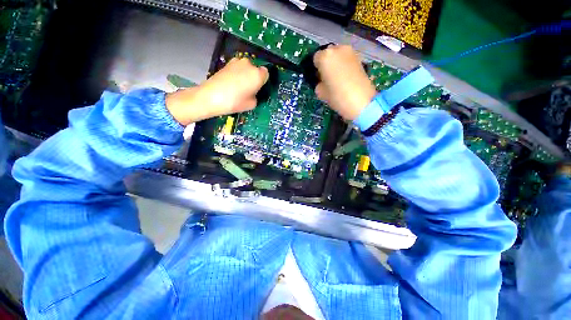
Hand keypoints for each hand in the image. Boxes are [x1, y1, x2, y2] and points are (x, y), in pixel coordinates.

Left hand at [166, 58, 268, 125]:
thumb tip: (253, 92)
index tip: (258, 89)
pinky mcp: (227, 63)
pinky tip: (231, 84)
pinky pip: (237, 68)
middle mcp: (249, 64)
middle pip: (255, 70)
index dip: (263, 82)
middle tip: (249, 89)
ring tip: (239, 87)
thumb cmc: (235, 102)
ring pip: (246, 68)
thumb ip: (256, 96)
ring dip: (245, 75)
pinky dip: (236, 74)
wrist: (211, 96)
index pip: (266, 74)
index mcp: (257, 75)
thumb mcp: (252, 104)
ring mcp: (236, 62)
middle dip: (254, 77)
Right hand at [313, 45, 376, 120]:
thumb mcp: (321, 92)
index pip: (315, 58)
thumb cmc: (337, 96)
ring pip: (338, 55)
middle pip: (327, 53)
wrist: (361, 101)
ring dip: (335, 63)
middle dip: (326, 63)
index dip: (316, 68)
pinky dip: (344, 65)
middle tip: (327, 77)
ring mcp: (350, 52)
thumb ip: (318, 83)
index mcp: (325, 57)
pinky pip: (346, 59)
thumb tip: (321, 81)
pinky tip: (345, 77)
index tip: (318, 78)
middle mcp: (337, 49)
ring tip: (337, 77)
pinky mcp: (359, 58)